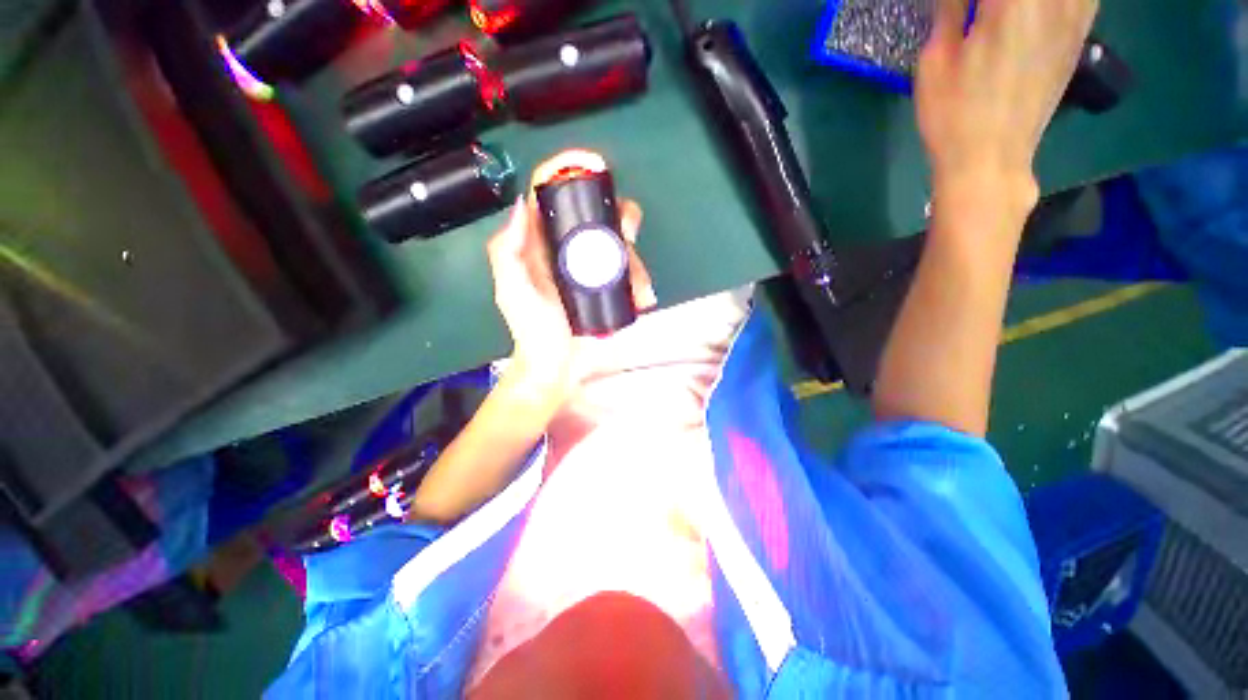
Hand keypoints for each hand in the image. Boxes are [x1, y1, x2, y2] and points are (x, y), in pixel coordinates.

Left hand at [486, 150, 655, 400]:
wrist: (557, 365)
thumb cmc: (532, 330)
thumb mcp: (512, 291)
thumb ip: (507, 251)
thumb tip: (521, 205)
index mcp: (543, 242)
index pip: (553, 194)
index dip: (570, 170)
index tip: (594, 165)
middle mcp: (571, 248)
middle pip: (600, 213)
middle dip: (620, 215)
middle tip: (627, 235)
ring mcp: (596, 268)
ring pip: (623, 242)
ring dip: (636, 257)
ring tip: (638, 286)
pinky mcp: (613, 287)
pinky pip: (634, 272)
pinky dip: (642, 280)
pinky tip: (643, 297)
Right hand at [916, 0, 1097, 196]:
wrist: (991, 159)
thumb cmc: (953, 115)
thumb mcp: (936, 61)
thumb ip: (950, 10)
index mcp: (1010, 4)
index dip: (972, 0)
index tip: (963, 8)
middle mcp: (1051, 3)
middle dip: (995, 5)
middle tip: (983, 14)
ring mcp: (1073, 16)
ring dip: (1026, 8)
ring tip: (1007, 19)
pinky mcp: (1080, 35)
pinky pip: (1087, 0)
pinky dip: (1066, 4)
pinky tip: (1045, 13)